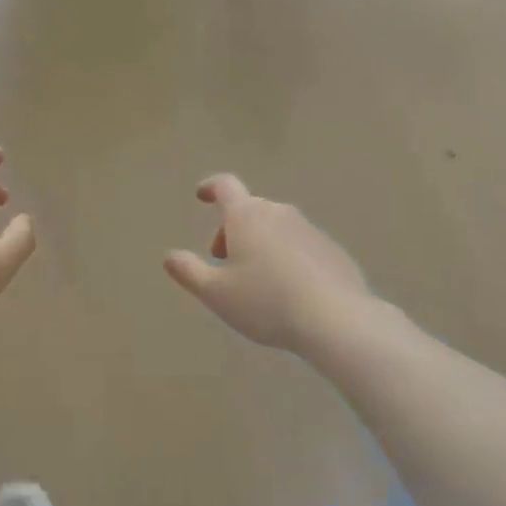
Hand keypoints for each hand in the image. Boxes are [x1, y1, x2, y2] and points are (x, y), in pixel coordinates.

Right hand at [164, 175, 371, 353]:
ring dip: (260, 244)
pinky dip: (287, 257)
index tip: (201, 195)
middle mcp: (279, 213)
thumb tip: (170, 256)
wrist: (335, 319)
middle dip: (232, 230)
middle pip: (249, 210)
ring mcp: (309, 230)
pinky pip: (300, 245)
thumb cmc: (265, 303)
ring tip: (256, 281)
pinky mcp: (332, 250)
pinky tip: (289, 291)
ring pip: (276, 227)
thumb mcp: (215, 293)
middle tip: (224, 262)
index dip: (210, 188)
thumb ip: (188, 272)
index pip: (225, 186)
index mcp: (247, 216)